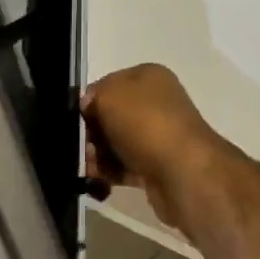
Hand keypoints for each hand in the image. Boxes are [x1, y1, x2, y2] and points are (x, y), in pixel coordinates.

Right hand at [81, 65, 239, 237]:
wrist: (184, 171)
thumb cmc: (145, 124)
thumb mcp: (109, 96)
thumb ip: (93, 96)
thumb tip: (89, 107)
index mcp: (148, 76)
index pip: (108, 84)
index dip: (88, 102)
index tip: (75, 121)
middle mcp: (157, 102)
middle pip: (111, 115)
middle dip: (91, 133)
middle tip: (83, 149)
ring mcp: (159, 134)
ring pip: (116, 142)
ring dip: (98, 156)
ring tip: (91, 169)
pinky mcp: (158, 165)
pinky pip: (125, 165)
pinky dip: (110, 173)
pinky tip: (99, 182)